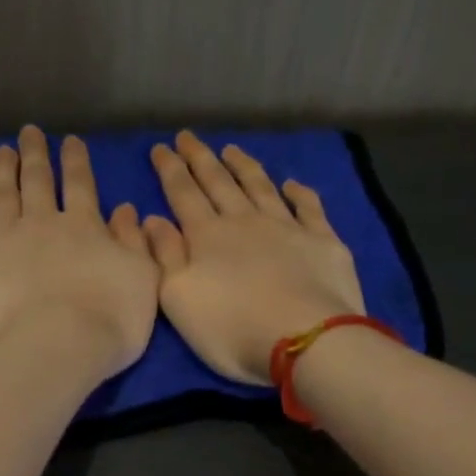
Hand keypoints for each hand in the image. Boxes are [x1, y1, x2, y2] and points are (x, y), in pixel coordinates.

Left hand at [0, 126, 159, 378]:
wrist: (54, 349)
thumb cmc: (109, 322)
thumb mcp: (142, 281)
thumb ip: (135, 243)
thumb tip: (126, 209)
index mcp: (84, 227)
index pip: (81, 185)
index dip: (76, 162)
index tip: (70, 142)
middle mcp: (41, 223)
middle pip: (37, 181)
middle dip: (35, 155)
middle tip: (29, 133)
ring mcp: (2, 240)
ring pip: (1, 195)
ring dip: (3, 171)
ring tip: (2, 152)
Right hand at [144, 131, 364, 384]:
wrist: (305, 339)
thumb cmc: (231, 328)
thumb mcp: (179, 300)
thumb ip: (165, 257)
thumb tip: (153, 220)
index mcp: (207, 236)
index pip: (183, 194)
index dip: (170, 170)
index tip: (161, 148)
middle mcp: (245, 221)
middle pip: (219, 183)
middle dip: (201, 159)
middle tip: (188, 136)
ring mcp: (287, 227)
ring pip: (260, 187)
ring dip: (244, 167)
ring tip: (231, 150)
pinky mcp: (322, 241)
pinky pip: (308, 207)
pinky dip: (299, 192)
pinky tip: (292, 183)